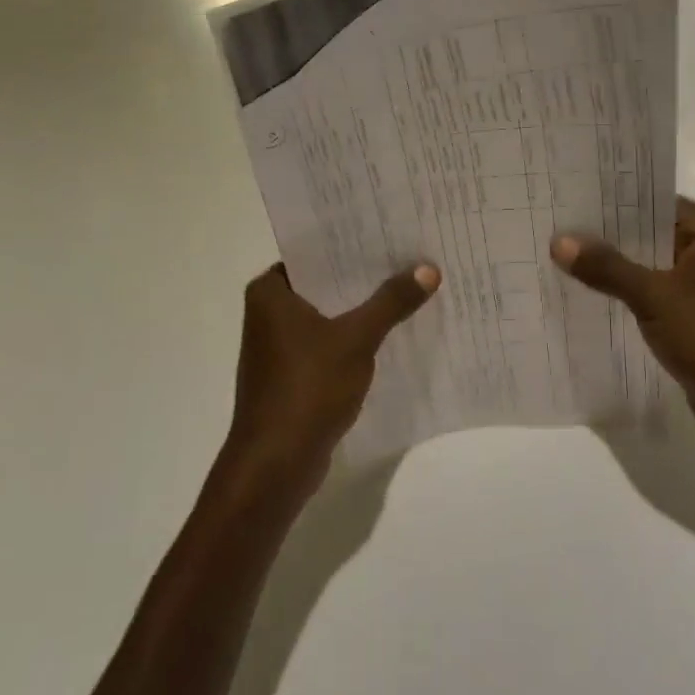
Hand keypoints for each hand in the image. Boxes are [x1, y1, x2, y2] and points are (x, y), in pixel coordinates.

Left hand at [225, 261, 440, 493]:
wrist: (275, 465)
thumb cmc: (307, 388)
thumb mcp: (356, 339)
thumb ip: (391, 302)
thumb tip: (428, 268)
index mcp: (269, 292)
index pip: (314, 251)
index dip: (351, 242)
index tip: (389, 230)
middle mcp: (267, 312)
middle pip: (324, 282)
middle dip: (364, 275)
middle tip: (408, 255)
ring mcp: (277, 346)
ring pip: (327, 314)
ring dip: (360, 308)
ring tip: (406, 288)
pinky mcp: (291, 375)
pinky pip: (327, 343)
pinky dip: (352, 338)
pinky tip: (389, 333)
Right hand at [550, 197, 694, 456]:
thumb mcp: (654, 297)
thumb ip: (607, 267)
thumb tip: (559, 241)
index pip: (655, 203)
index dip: (612, 204)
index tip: (570, 202)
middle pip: (653, 234)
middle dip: (609, 238)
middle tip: (558, 229)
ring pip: (655, 267)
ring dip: (619, 269)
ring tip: (565, 260)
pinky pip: (660, 296)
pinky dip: (633, 296)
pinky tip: (594, 297)